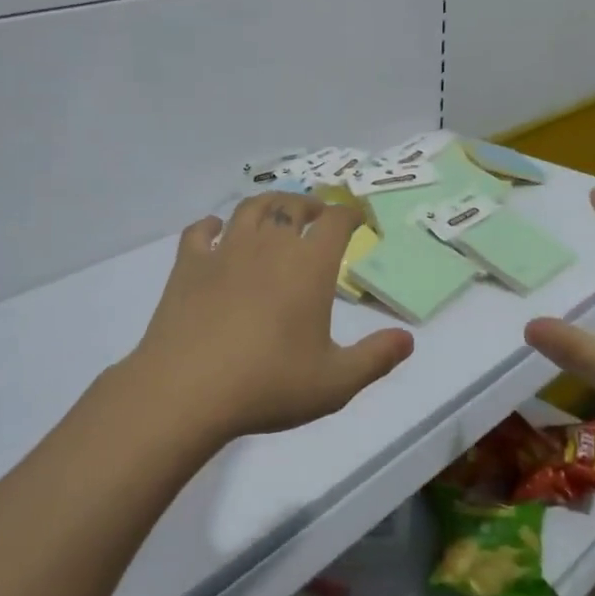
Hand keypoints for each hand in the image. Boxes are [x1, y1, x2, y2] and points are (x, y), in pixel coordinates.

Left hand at [120, 193, 414, 440]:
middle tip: (317, 215)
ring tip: (275, 213)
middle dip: (310, 205)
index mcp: (309, 266)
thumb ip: (376, 358)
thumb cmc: (268, 385)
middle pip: (292, 206)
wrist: (186, 391)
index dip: (350, 214)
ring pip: (250, 209)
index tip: (357, 218)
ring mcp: (225, 251)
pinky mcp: (188, 265)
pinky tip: (216, 230)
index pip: (336, 222)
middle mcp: (269, 246)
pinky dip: (212, 224)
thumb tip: (408, 340)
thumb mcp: (335, 383)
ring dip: (268, 204)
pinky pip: (200, 231)